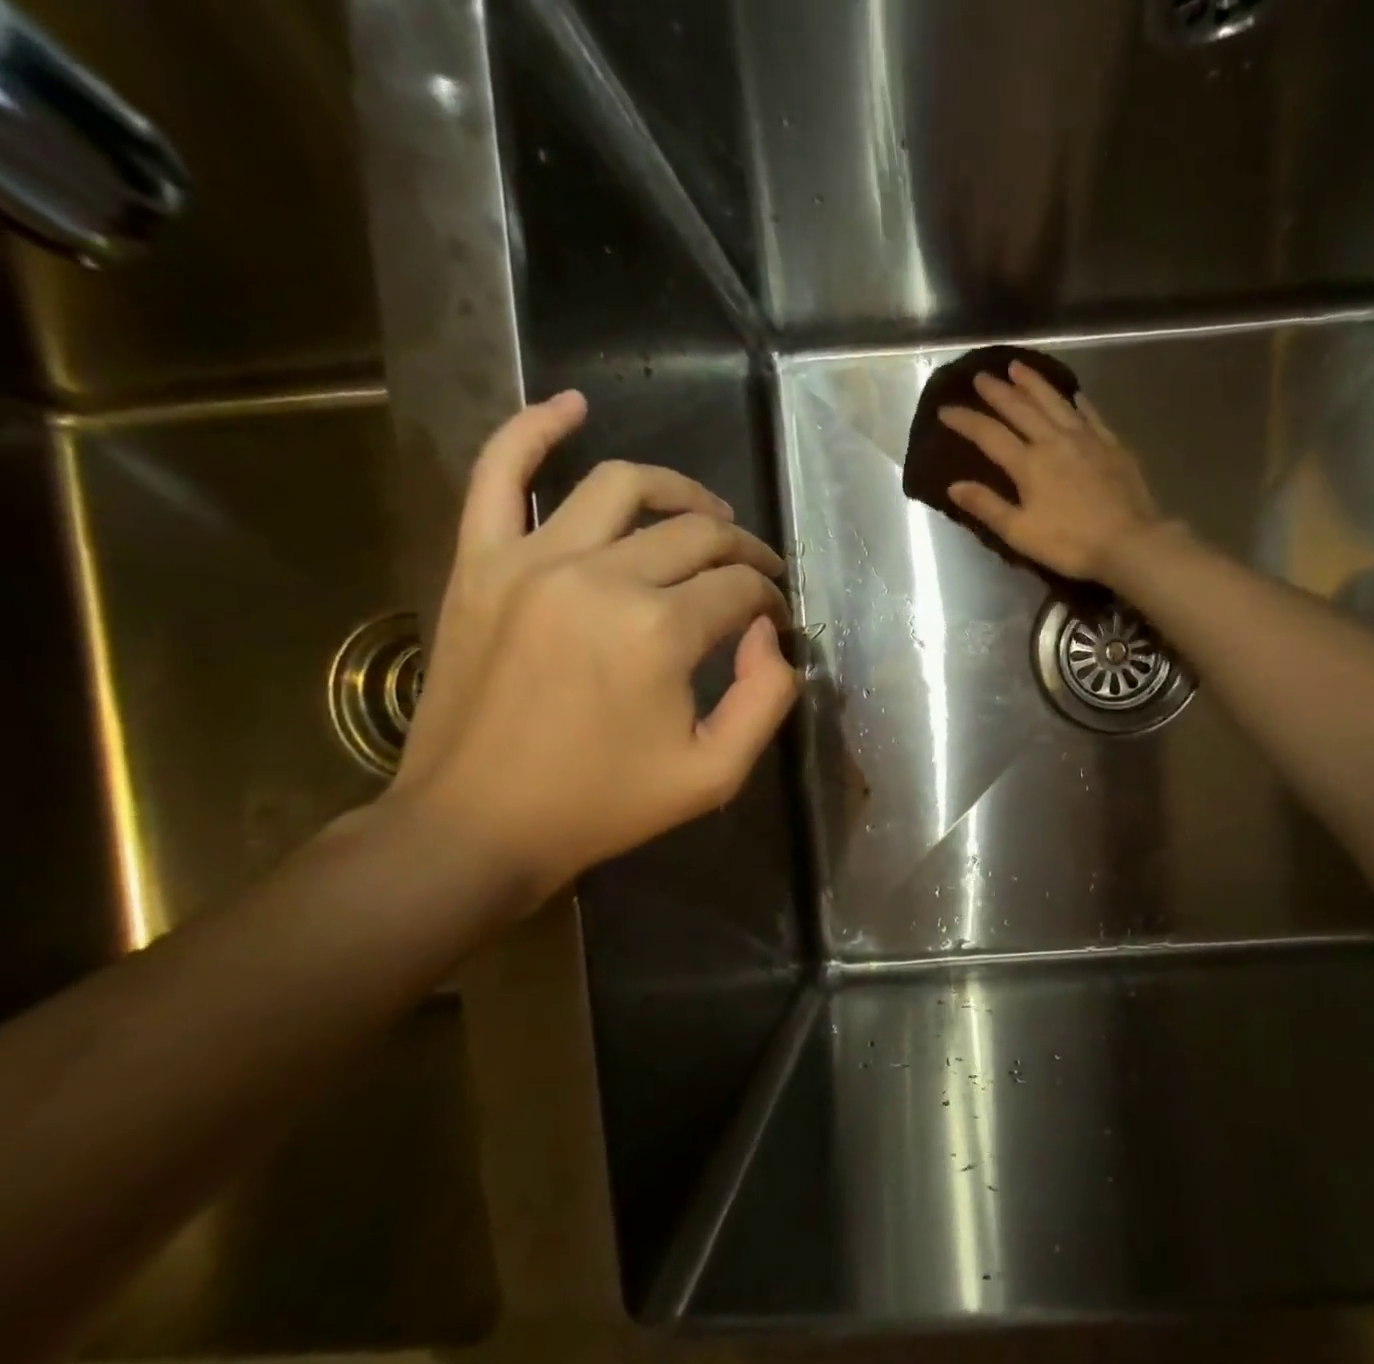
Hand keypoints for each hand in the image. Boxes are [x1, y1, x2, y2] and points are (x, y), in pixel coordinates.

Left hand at [392, 391, 796, 904]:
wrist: (476, 824)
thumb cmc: (603, 804)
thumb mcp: (715, 773)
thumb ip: (768, 699)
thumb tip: (770, 636)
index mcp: (659, 632)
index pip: (739, 588)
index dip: (769, 601)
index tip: (773, 621)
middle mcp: (600, 576)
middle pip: (695, 533)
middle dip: (741, 550)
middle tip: (755, 575)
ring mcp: (530, 560)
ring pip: (621, 486)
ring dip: (678, 490)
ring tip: (705, 513)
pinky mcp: (479, 561)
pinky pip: (499, 471)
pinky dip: (535, 429)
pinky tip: (572, 406)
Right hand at [939, 361, 1160, 581]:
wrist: (1129, 541)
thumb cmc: (1070, 544)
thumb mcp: (1020, 533)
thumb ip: (987, 506)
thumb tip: (954, 486)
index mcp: (1028, 463)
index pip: (989, 434)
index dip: (965, 420)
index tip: (945, 410)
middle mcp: (1054, 440)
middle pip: (1020, 408)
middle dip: (997, 392)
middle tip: (980, 377)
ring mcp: (1086, 439)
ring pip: (1054, 402)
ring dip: (1033, 383)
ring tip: (1018, 367)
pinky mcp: (1111, 445)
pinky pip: (1091, 414)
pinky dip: (1078, 402)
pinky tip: (1074, 394)